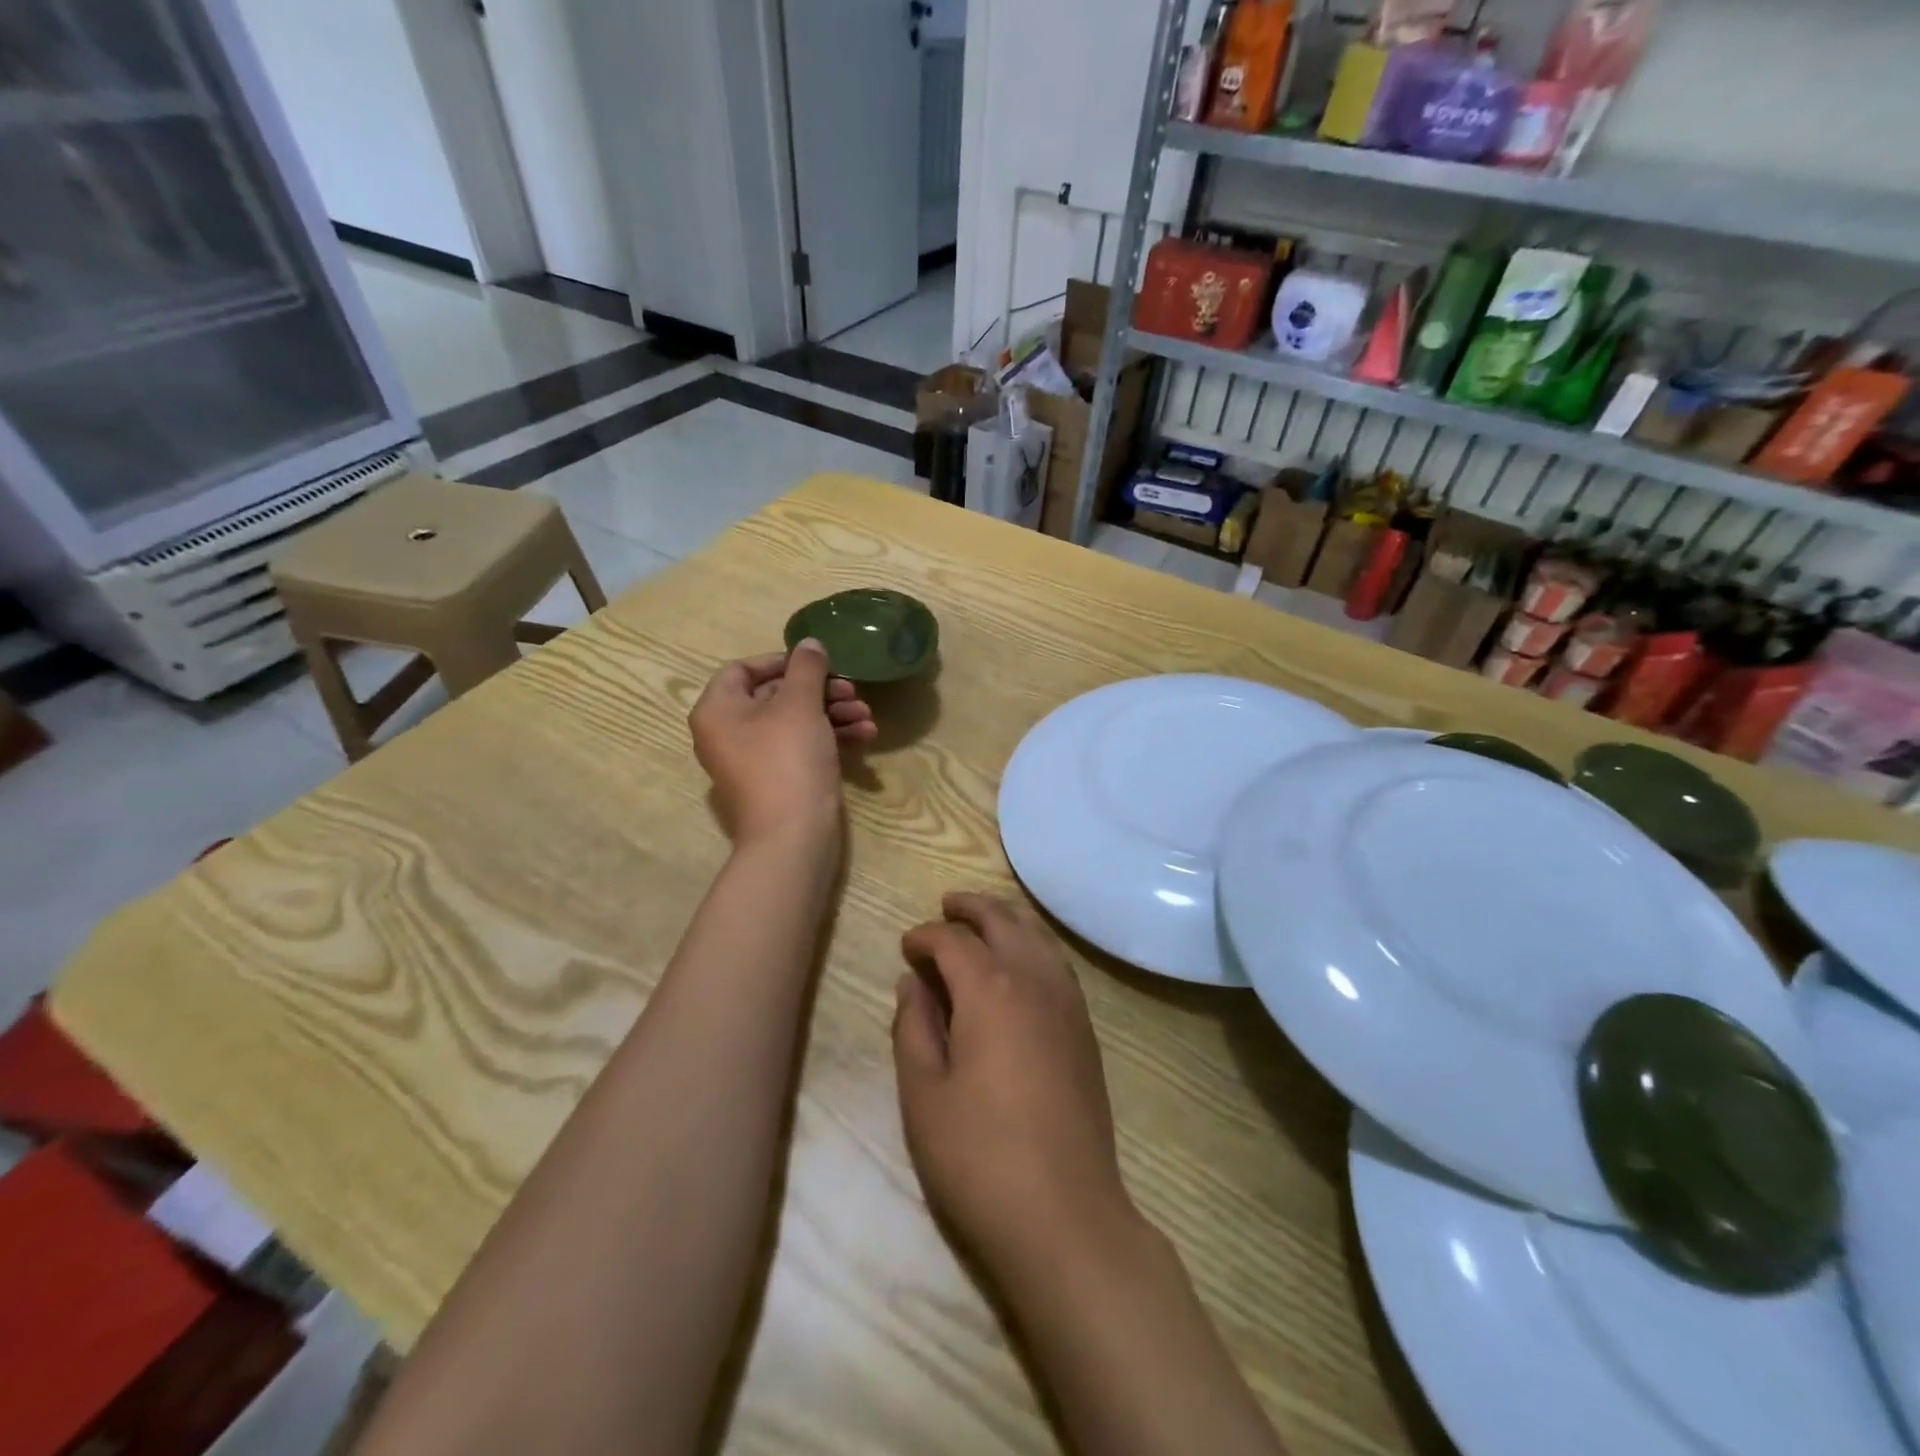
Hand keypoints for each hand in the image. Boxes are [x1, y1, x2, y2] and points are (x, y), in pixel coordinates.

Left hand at [690, 640, 874, 844]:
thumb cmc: (788, 760)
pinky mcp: (778, 780)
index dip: (782, 661)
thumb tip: (809, 643)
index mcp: (718, 710)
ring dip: (833, 713)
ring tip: (866, 716)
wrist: (794, 837)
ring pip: (794, 722)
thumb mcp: (800, 705)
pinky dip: (830, 738)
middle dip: (820, 690)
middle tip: (852, 690)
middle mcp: (728, 733)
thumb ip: (807, 668)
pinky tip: (865, 736)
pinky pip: (801, 747)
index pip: (742, 669)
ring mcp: (753, 760)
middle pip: (774, 695)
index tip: (818, 663)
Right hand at [893, 893, 1133, 1272]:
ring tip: (981, 922)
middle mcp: (1035, 980)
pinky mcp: (1086, 1029)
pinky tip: (1020, 963)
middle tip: (945, 906)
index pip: (954, 940)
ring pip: (1037, 936)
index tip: (906, 946)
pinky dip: (1034, 945)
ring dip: (1007, 920)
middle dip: (971, 907)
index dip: (925, 936)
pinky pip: (1057, 963)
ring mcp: (1068, 1003)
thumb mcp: (924, 1094)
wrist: (1065, 1215)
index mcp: (992, 989)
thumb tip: (913, 983)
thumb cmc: (979, 1157)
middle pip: (1003, 920)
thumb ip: (913, 1028)